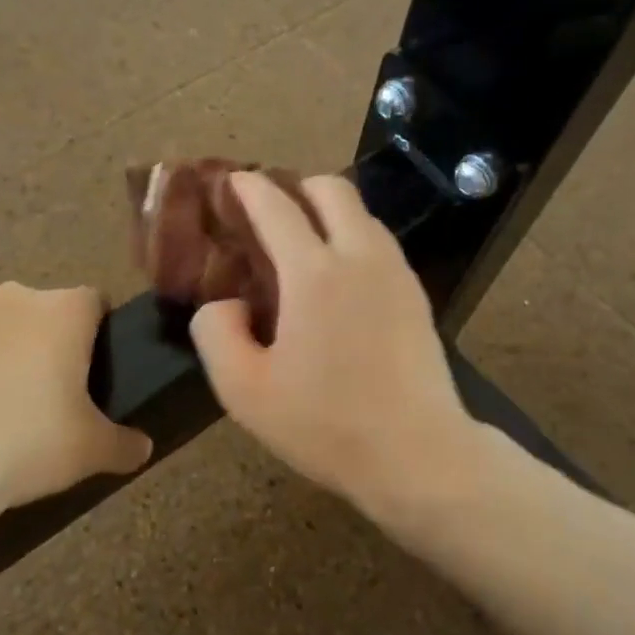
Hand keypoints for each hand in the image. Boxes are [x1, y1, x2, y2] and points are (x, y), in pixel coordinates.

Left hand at [0, 284, 151, 527]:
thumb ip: (124, 445)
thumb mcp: (91, 452)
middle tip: (50, 397)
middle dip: (49, 344)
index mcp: (62, 313)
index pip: (95, 301)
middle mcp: (13, 299)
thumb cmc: (25, 444)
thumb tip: (142, 447)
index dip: (99, 332)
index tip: (95, 371)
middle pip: (44, 312)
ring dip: (3, 354)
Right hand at [190, 174, 477, 507]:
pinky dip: (352, 237)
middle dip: (295, 186)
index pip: (275, 207)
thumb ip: (217, 333)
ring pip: (361, 213)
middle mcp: (359, 256)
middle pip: (330, 189)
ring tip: (302, 242)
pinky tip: (339, 276)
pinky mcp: (417, 294)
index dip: (249, 188)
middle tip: (269, 211)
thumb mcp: (244, 391)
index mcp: (314, 273)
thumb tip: (226, 302)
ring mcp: (395, 272)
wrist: (418, 454)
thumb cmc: (325, 425)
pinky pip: (379, 242)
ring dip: (328, 210)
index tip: (233, 180)